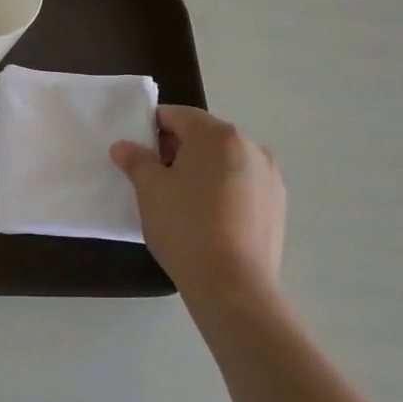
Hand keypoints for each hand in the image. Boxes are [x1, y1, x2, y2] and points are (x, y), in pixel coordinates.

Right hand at [111, 106, 286, 320]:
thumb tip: (124, 146)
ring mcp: (269, 176)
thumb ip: (136, 160)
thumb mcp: (149, 190)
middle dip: (176, 149)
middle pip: (204, 136)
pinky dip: (222, 189)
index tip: (136, 151)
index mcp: (218, 136)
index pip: (177, 116)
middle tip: (153, 177)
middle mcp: (250, 146)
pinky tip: (207, 217)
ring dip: (201, 170)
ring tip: (180, 200)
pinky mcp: (278, 204)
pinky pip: (242, 184)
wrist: (233, 286)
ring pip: (224, 161)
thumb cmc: (185, 227)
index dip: (151, 128)